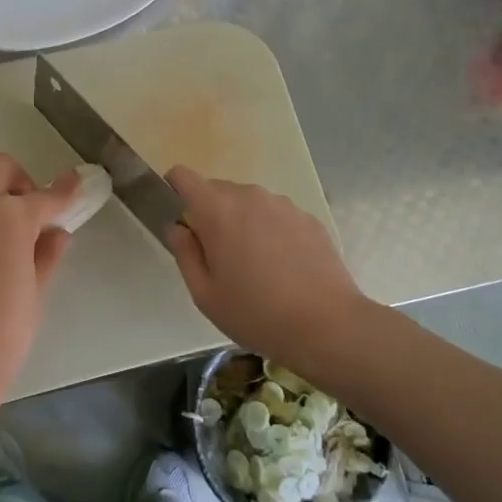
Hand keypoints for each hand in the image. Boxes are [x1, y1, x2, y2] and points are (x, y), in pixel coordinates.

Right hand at [164, 165, 373, 380]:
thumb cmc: (255, 313)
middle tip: (217, 256)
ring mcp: (283, 204)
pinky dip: (270, 231)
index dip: (174, 190)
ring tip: (254, 265)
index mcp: (217, 210)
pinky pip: (276, 215)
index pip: (183, 176)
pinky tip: (282, 267)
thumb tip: (178, 228)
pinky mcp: (308, 218)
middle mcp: (250, 196)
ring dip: (242, 222)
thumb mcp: (204, 294)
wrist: (326, 325)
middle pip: (217, 190)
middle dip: (210, 214)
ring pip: (249, 203)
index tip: (178, 217)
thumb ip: (184, 253)